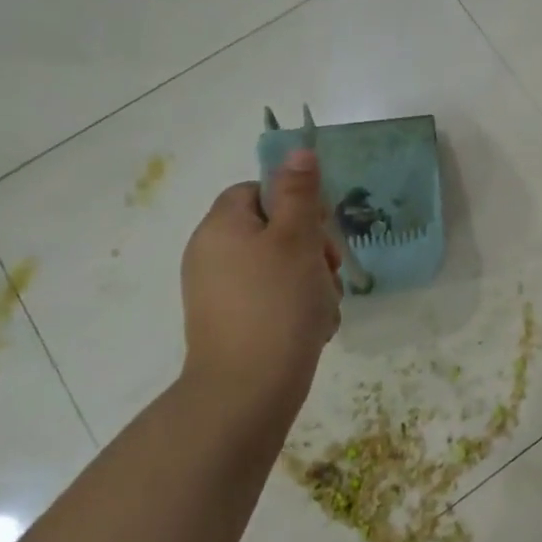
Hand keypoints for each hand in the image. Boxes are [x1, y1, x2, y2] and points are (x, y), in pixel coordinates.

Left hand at [180, 154, 340, 418]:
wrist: (248, 390)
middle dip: (310, 247)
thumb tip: (298, 151)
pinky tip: (313, 325)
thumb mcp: (296, 239)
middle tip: (330, 269)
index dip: (294, 202)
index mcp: (221, 227)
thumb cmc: (276, 303)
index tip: (320, 227)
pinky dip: (296, 306)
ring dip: (310, 279)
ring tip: (324, 304)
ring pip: (279, 266)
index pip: (257, 190)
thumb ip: (299, 193)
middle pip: (272, 229)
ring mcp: (219, 292)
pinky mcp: (231, 322)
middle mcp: (211, 254)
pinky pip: (271, 298)